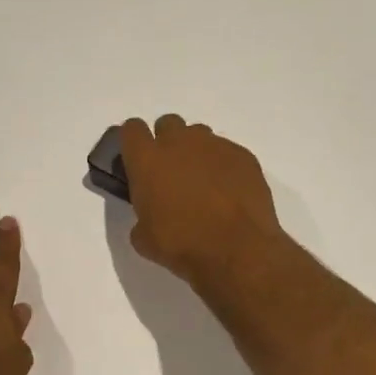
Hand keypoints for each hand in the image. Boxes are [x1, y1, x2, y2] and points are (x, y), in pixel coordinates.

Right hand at [119, 116, 281, 287]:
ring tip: (202, 183)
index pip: (132, 129)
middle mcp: (179, 143)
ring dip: (195, 152)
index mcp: (147, 160)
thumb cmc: (182, 245)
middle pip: (167, 124)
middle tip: (171, 172)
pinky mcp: (243, 156)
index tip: (137, 160)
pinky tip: (228, 192)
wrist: (237, 250)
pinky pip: (227, 152)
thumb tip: (150, 218)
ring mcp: (215, 146)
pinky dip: (223, 166)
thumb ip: (141, 217)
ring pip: (199, 135)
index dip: (133, 143)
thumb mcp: (145, 239)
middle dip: (167, 142)